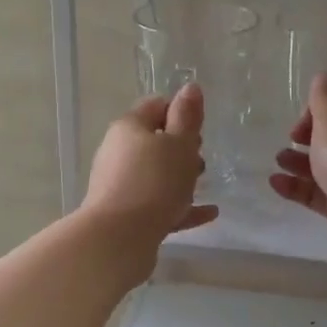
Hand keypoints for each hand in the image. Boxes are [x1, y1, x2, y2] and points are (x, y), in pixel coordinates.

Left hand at [81, 84, 217, 253]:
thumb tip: (190, 88)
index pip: (156, 105)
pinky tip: (207, 214)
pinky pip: (158, 203)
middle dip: (181, 147)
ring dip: (180, 177)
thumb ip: (187, 116)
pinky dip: (181, 206)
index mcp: (130, 127)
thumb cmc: (155, 182)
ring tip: (203, 185)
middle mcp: (119, 151)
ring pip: (156, 174)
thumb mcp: (179, 144)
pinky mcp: (126, 213)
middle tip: (201, 159)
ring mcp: (120, 184)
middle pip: (154, 141)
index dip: (180, 112)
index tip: (200, 128)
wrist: (119, 238)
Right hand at [270, 73, 326, 244]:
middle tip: (293, 136)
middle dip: (310, 133)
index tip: (306, 113)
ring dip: (299, 159)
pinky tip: (275, 182)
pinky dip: (297, 186)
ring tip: (279, 160)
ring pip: (325, 164)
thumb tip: (325, 77)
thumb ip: (323, 96)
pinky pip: (318, 191)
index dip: (325, 101)